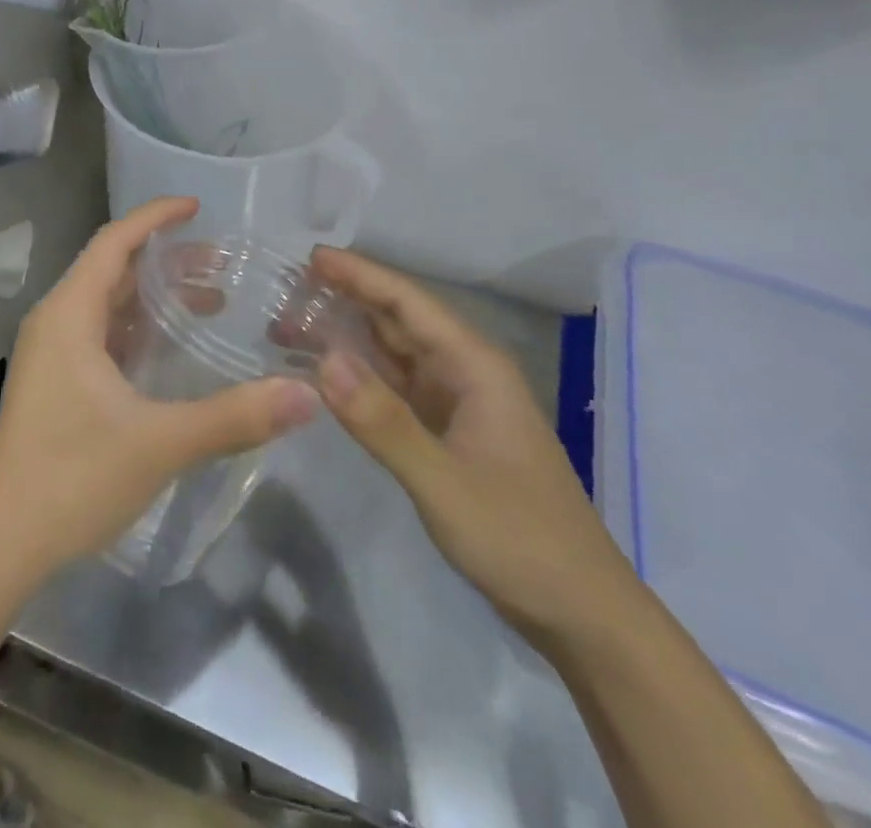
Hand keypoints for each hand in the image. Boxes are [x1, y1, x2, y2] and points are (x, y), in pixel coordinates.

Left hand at [0, 197, 320, 579]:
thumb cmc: (73, 480)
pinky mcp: (56, 383)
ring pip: (107, 303)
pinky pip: (101, 333)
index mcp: (69, 315)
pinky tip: (172, 348)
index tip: (197, 206)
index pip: (114, 242)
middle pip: (113, 269)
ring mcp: (52, 354)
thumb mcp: (160, 443)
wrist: (2, 545)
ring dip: (154, 296)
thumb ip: (235, 416)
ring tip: (211, 301)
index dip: (155, 218)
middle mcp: (56, 323)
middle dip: (166, 259)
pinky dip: (139, 327)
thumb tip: (307, 395)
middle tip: (222, 264)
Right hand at [310, 247, 636, 643]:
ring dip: (348, 335)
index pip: (408, 302)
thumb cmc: (520, 539)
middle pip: (399, 320)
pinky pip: (395, 388)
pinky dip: (360, 376)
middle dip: (347, 298)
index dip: (360, 274)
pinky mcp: (447, 433)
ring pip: (394, 354)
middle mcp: (465, 373)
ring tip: (293, 323)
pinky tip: (327, 374)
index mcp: (474, 366)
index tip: (311, 257)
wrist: (581, 614)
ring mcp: (457, 404)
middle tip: (288, 288)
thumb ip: (382, 421)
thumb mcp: (444, 482)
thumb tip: (323, 359)